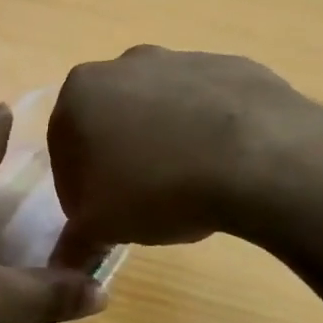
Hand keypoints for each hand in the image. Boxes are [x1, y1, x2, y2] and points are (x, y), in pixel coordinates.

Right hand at [48, 46, 322, 263]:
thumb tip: (63, 263)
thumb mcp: (102, 226)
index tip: (100, 218)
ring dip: (163, 142)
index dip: (78, 189)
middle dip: (119, 158)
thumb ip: (74, 241)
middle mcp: (125, 64)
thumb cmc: (158, 188)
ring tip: (186, 186)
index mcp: (82, 92)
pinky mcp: (232, 66)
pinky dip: (206, 131)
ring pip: (159, 109)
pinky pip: (207, 105)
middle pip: (110, 121)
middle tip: (141, 202)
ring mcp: (182, 59)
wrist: (260, 158)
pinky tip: (222, 166)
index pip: (63, 149)